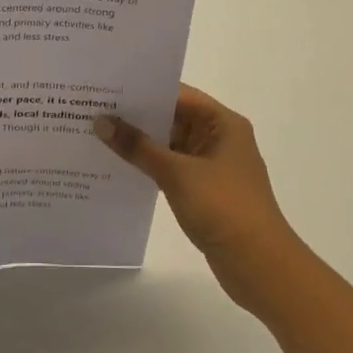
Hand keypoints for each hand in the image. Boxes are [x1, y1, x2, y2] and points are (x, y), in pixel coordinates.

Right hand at [95, 84, 312, 316]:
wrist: (259, 264)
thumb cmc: (224, 208)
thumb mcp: (177, 173)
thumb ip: (138, 146)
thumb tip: (102, 122)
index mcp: (223, 124)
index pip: (179, 95)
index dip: (144, 90)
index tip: (108, 87)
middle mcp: (219, 138)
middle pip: (173, 118)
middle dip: (136, 116)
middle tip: (93, 109)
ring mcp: (212, 166)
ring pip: (170, 145)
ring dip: (140, 143)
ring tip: (97, 135)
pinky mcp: (204, 190)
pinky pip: (171, 168)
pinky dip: (148, 166)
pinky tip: (118, 166)